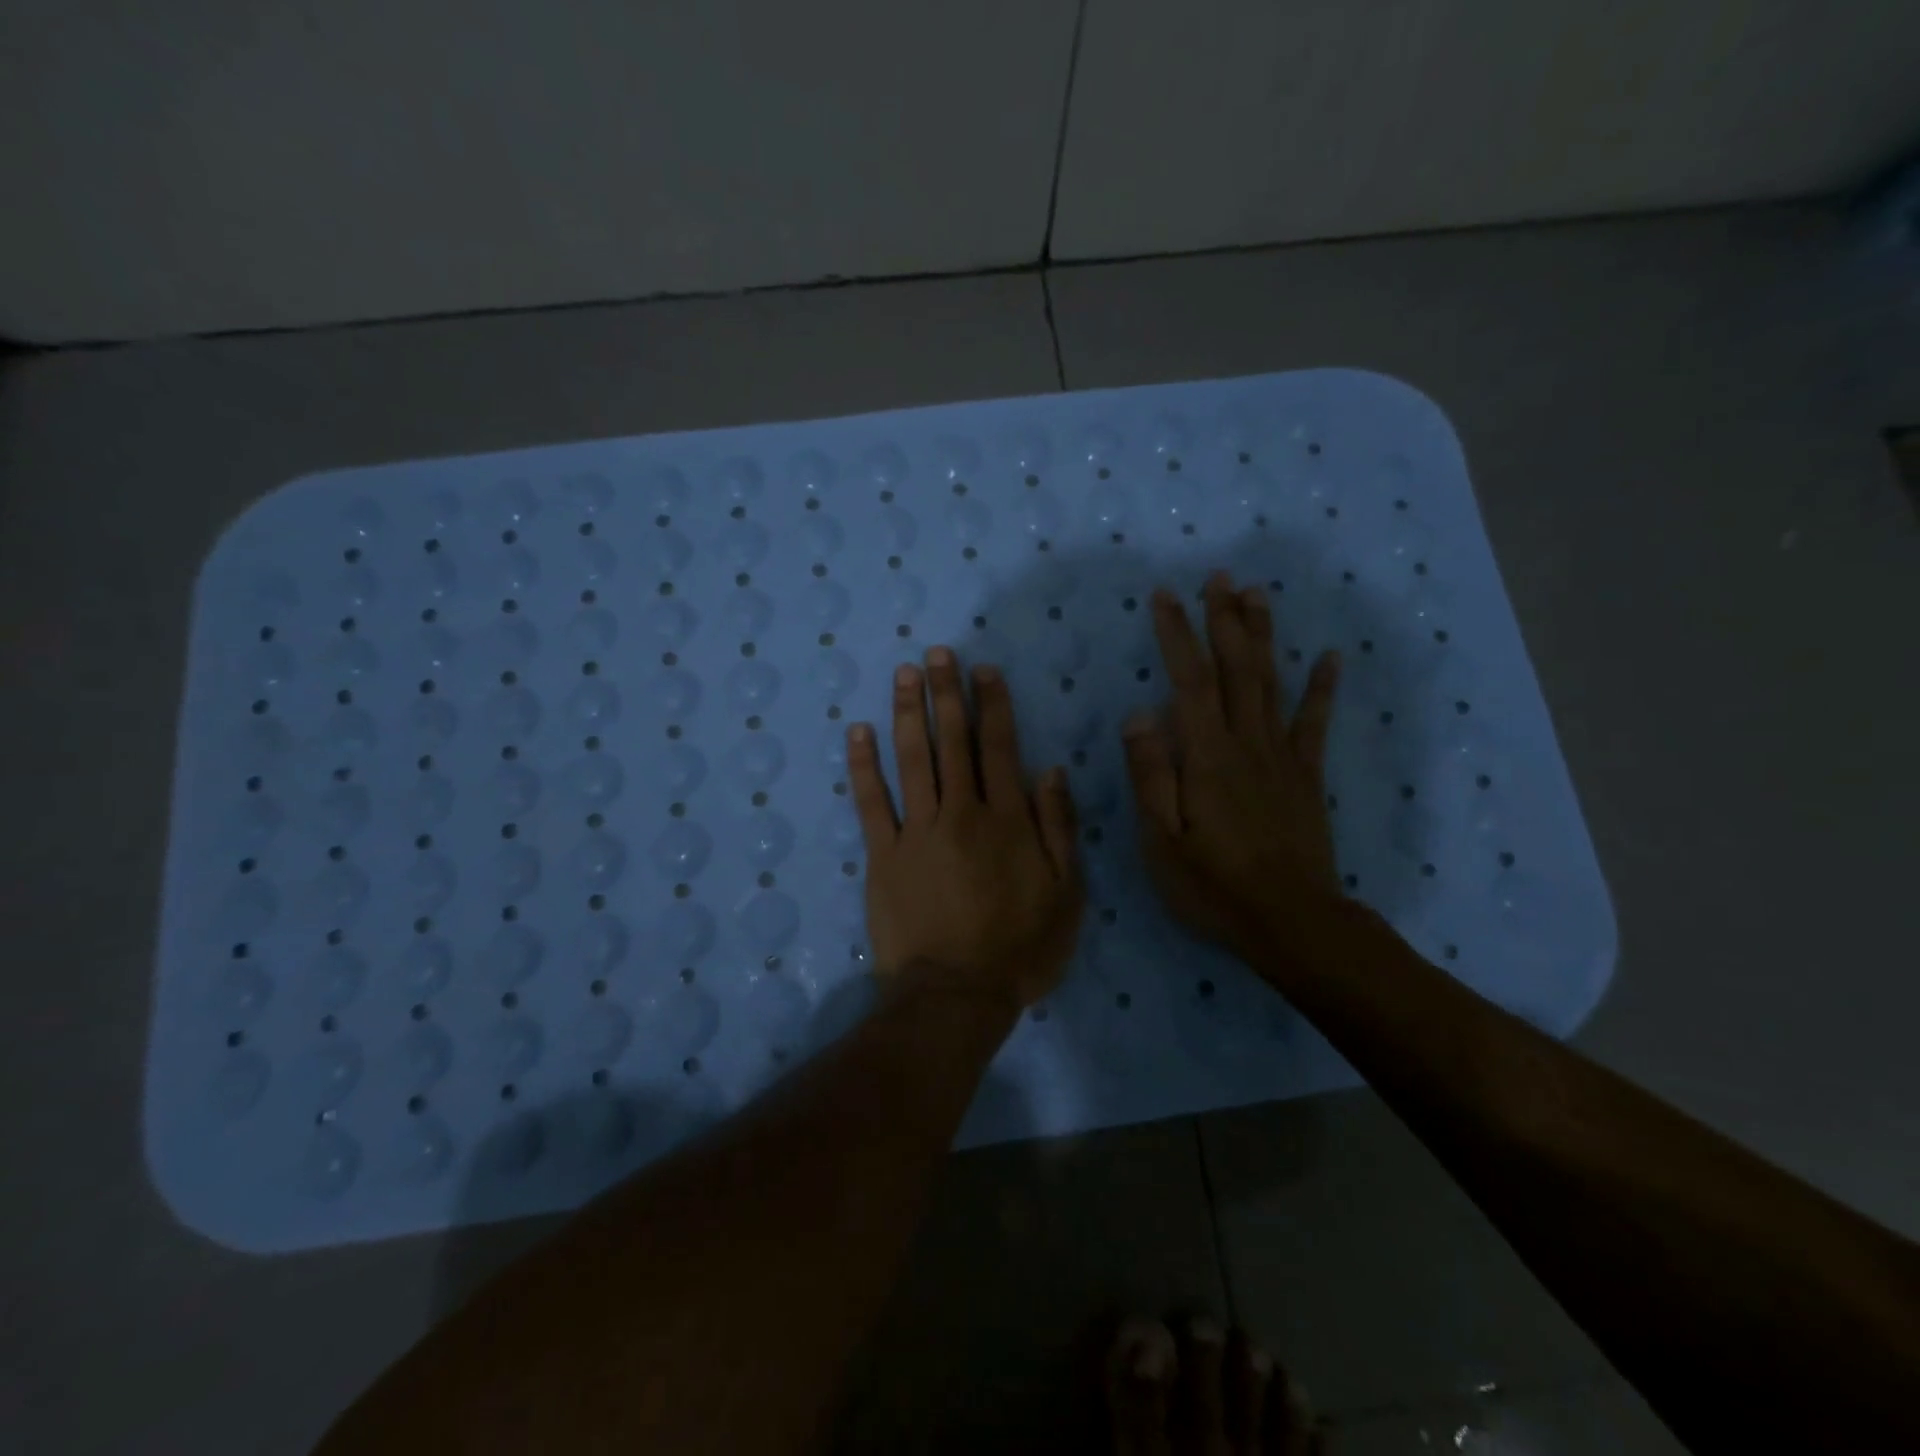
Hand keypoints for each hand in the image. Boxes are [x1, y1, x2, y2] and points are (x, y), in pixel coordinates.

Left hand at [850, 647, 1083, 1007]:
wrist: (957, 993)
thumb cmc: (1020, 947)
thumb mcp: (1066, 893)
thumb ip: (1059, 827)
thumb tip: (1051, 769)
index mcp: (1006, 819)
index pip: (999, 747)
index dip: (992, 704)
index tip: (983, 669)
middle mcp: (961, 812)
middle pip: (953, 741)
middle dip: (947, 693)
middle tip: (937, 653)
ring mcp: (917, 831)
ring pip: (913, 758)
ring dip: (909, 712)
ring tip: (904, 673)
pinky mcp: (882, 854)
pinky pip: (871, 801)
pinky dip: (863, 764)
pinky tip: (859, 732)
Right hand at [1122, 571, 1342, 964]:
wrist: (1291, 923)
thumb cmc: (1213, 886)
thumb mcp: (1161, 840)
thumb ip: (1151, 776)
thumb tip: (1139, 714)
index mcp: (1206, 757)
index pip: (1189, 682)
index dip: (1177, 636)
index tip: (1166, 596)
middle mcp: (1246, 744)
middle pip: (1236, 670)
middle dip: (1225, 620)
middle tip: (1220, 577)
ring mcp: (1281, 758)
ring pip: (1271, 684)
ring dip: (1263, 637)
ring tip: (1258, 595)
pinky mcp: (1306, 777)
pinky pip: (1314, 724)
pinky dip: (1322, 688)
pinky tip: (1330, 657)